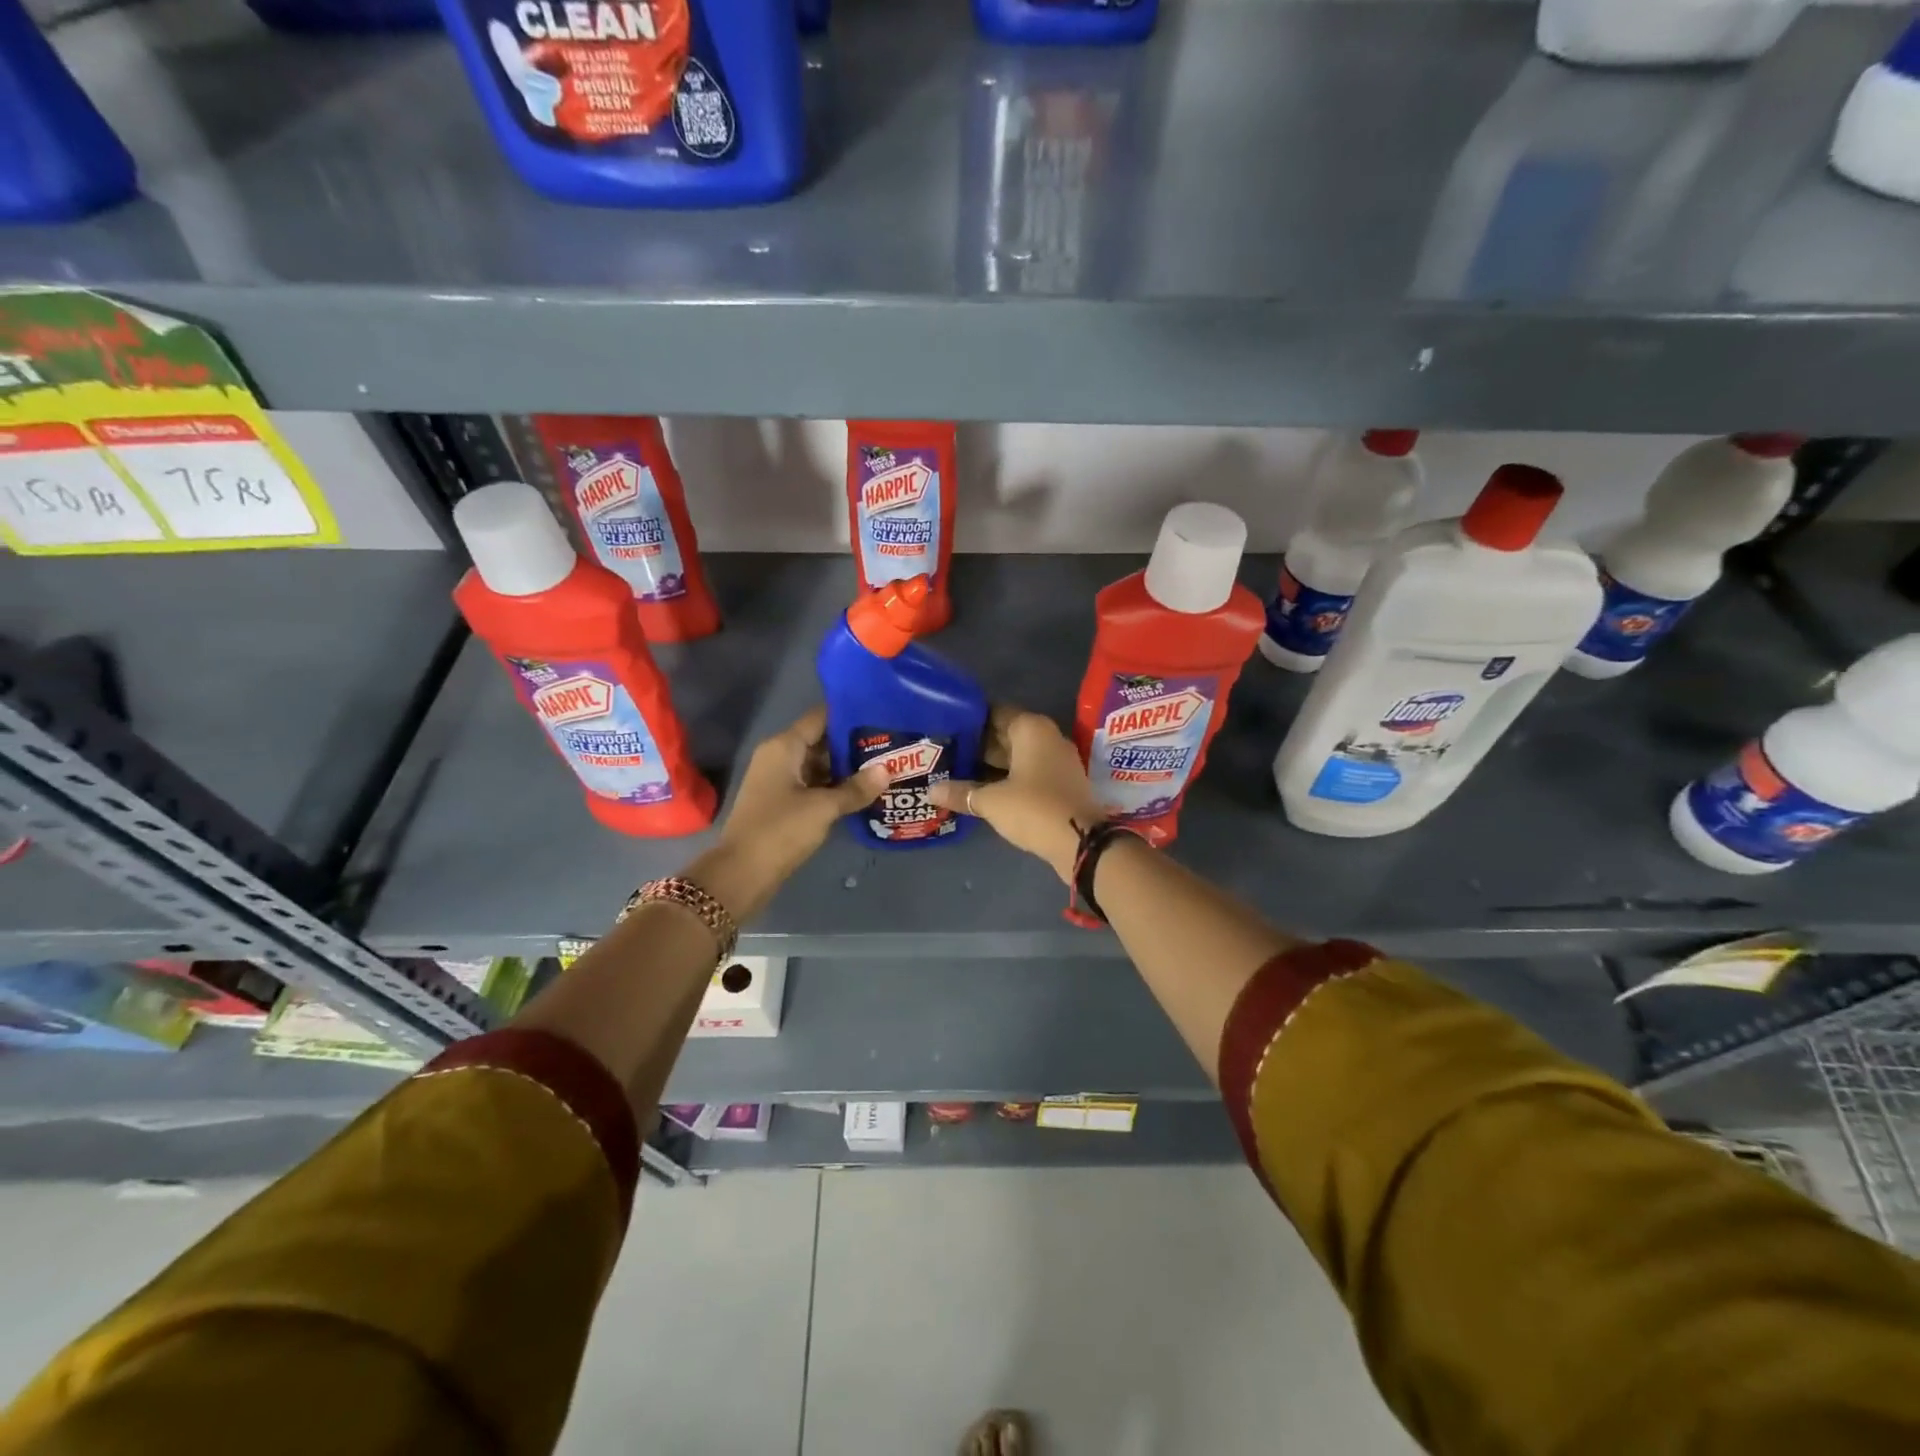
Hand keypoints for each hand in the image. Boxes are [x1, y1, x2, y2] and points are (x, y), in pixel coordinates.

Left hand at [692, 708, 886, 920]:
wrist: (742, 873)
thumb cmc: (781, 830)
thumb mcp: (824, 808)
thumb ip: (856, 788)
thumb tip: (887, 770)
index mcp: (784, 746)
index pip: (820, 717)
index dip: (849, 715)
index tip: (881, 715)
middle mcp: (779, 756)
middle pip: (821, 740)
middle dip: (853, 744)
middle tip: (890, 745)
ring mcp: (779, 780)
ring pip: (819, 765)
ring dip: (846, 768)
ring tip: (884, 767)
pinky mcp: (782, 802)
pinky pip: (813, 785)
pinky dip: (834, 787)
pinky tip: (862, 792)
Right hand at [930, 706, 1106, 881]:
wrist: (1082, 842)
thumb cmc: (1034, 808)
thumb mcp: (991, 801)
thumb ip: (961, 792)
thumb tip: (930, 791)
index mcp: (1030, 728)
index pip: (994, 713)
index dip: (969, 720)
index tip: (945, 728)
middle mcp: (1047, 737)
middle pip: (1006, 734)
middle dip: (978, 744)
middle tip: (946, 753)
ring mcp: (1057, 761)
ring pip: (1017, 755)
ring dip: (992, 764)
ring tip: (958, 771)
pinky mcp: (1061, 783)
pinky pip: (1028, 772)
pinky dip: (1008, 778)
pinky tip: (984, 790)